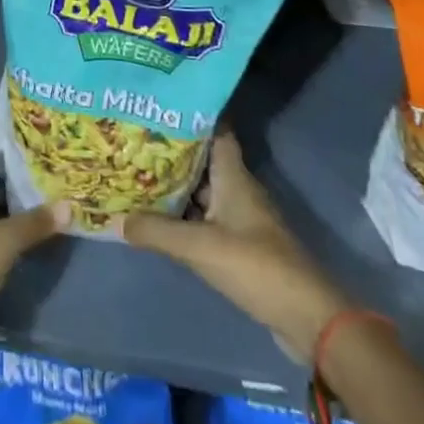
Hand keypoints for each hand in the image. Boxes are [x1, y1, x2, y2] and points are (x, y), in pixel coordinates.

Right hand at [119, 133, 348, 361]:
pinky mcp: (240, 246)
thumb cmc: (255, 266)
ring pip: (201, 191)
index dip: (190, 114)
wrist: (307, 318)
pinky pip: (204, 219)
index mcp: (233, 176)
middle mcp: (237, 189)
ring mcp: (240, 218)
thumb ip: (157, 231)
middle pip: (201, 160)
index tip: (158, 104)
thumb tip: (117, 218)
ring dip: (174, 185)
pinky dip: (183, 215)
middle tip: (132, 139)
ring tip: (135, 174)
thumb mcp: (200, 247)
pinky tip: (157, 219)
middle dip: (170, 150)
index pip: (214, 130)